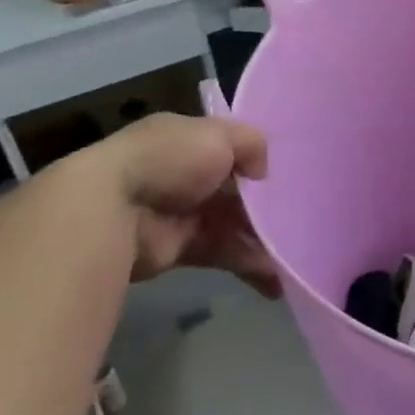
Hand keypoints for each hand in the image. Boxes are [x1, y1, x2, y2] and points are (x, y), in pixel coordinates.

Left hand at [82, 112, 278, 292]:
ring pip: (234, 225)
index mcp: (188, 140)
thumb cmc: (168, 161)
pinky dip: (249, 266)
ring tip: (295, 256)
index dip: (258, 161)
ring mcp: (182, 213)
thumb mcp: (219, 135)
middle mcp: (185, 175)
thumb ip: (252, 143)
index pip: (230, 148)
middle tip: (302, 218)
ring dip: (263, 240)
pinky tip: (276, 279)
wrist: (111, 211)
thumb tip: (262, 172)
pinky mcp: (180, 250)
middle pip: (236, 191)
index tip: (291, 175)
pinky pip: (224, 255)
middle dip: (266, 206)